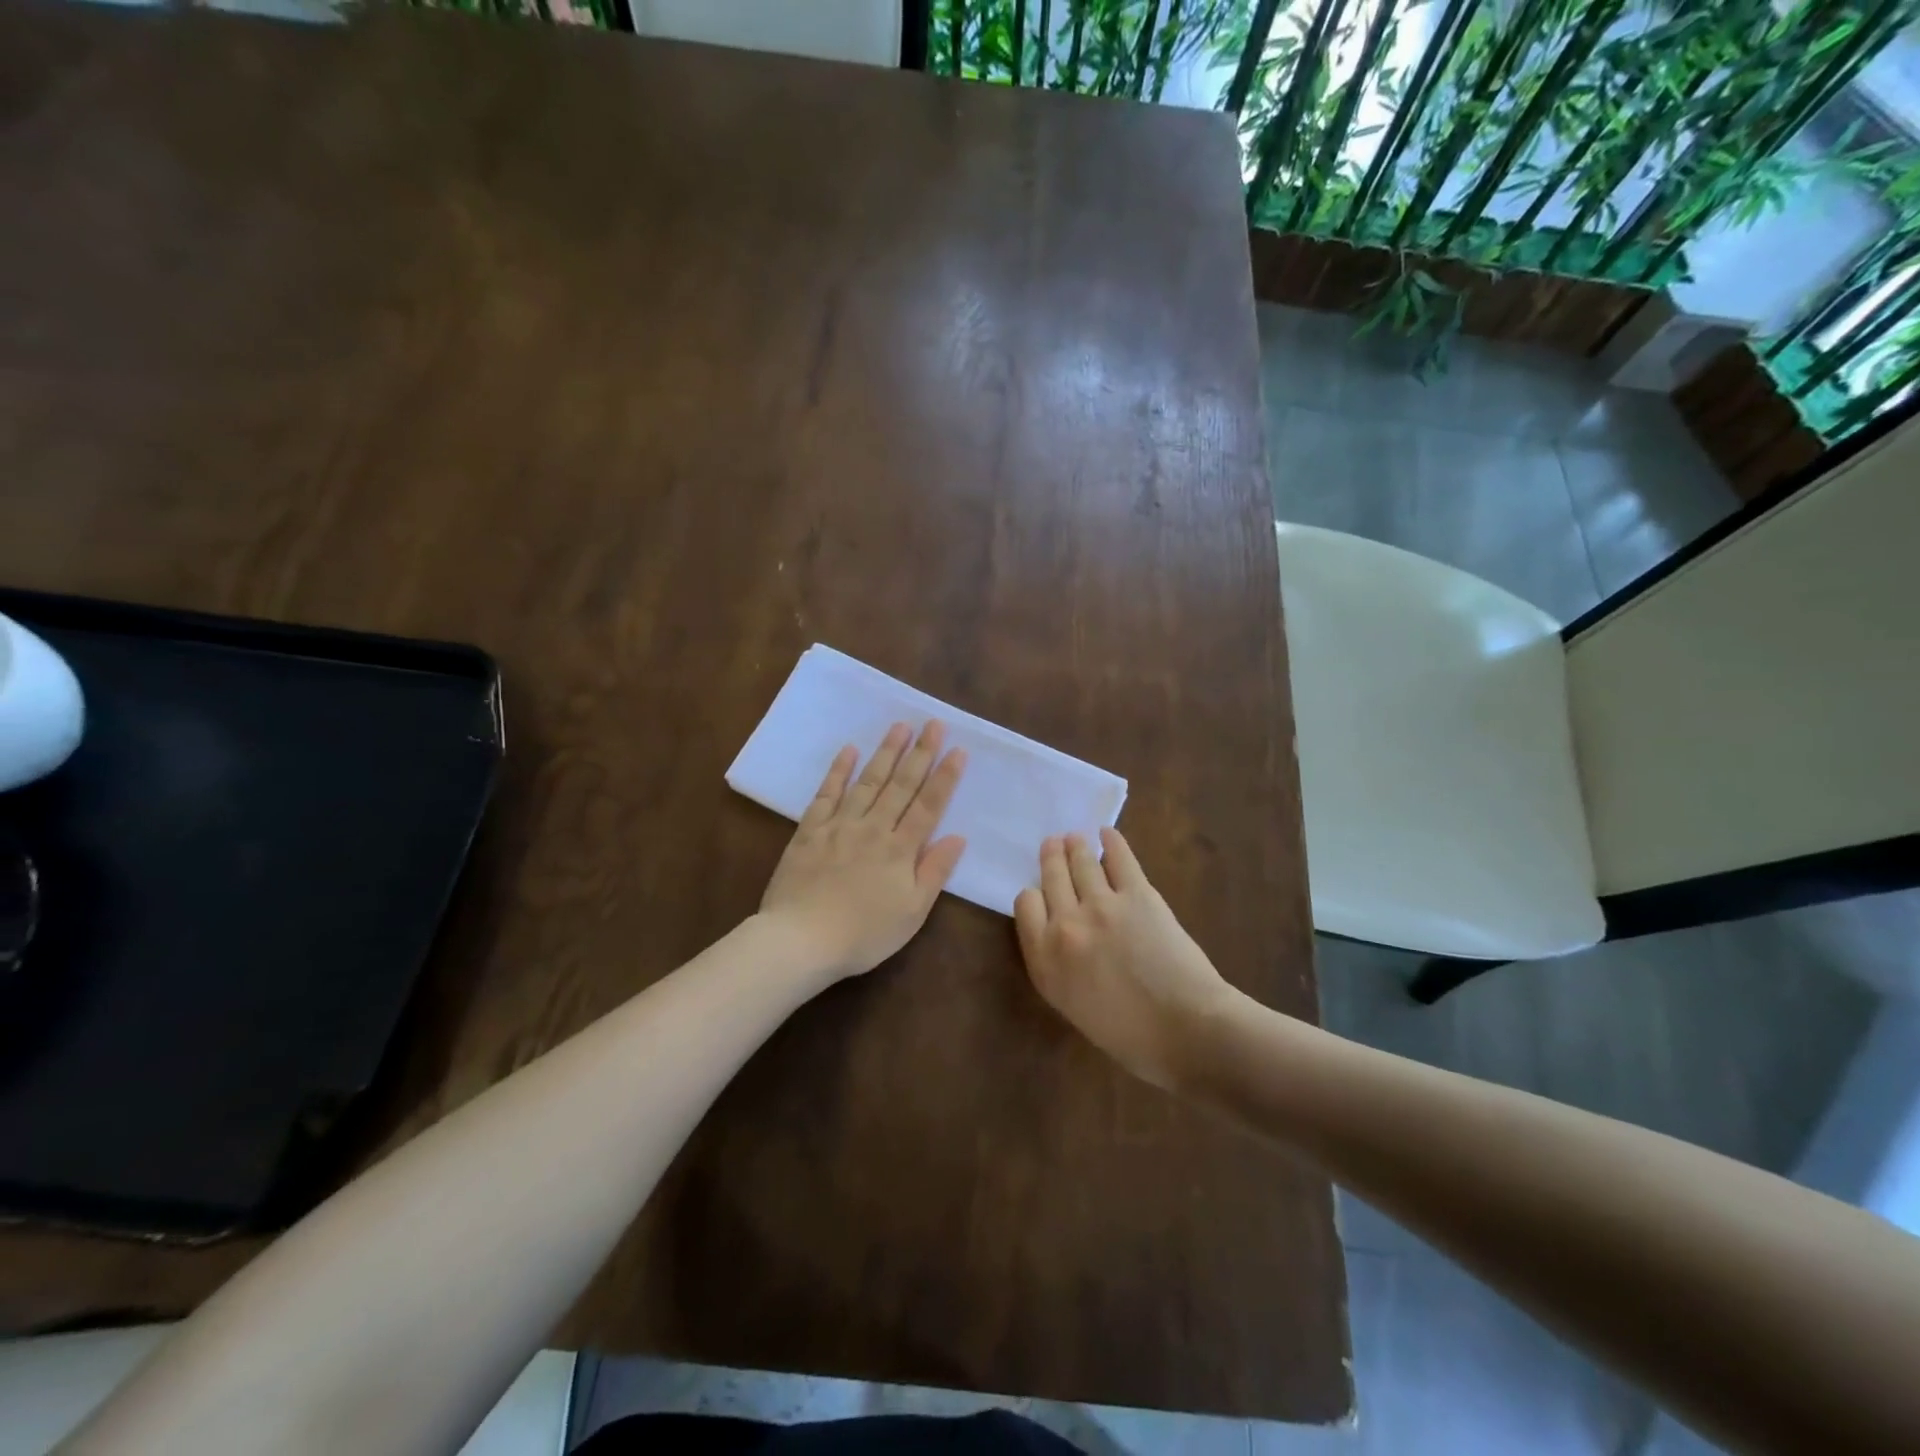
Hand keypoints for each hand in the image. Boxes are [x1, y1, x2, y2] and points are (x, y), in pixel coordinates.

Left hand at [761, 721, 967, 981]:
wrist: (801, 940)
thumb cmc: (863, 934)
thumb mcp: (912, 913)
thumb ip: (935, 872)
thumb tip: (957, 836)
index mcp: (900, 850)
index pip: (929, 806)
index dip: (945, 777)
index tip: (958, 750)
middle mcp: (873, 828)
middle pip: (901, 785)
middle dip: (921, 753)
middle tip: (934, 723)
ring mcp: (840, 825)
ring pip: (868, 781)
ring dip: (886, 752)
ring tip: (900, 726)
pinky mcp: (810, 830)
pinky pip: (826, 793)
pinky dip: (838, 771)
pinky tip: (848, 750)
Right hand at [1014, 829, 1240, 1089]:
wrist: (1186, 1030)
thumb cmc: (1130, 1036)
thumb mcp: (1073, 1006)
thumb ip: (1059, 965)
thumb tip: (1065, 936)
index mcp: (1045, 960)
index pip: (1025, 905)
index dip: (1034, 894)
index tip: (1042, 893)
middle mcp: (1065, 925)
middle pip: (1050, 877)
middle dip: (1050, 858)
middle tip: (1053, 843)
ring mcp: (1101, 904)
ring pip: (1080, 861)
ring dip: (1075, 845)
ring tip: (1075, 837)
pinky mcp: (1137, 893)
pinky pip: (1119, 857)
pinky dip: (1111, 842)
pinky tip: (1107, 834)